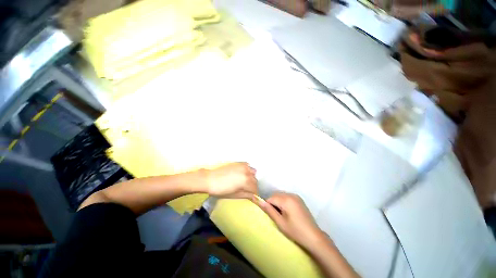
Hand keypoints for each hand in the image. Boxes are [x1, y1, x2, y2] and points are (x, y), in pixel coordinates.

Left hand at [204, 162, 257, 198]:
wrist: (210, 179)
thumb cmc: (221, 190)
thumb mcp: (235, 195)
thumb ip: (247, 195)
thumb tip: (255, 197)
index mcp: (246, 181)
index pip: (255, 188)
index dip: (253, 193)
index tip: (251, 195)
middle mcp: (247, 172)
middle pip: (255, 180)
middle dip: (252, 186)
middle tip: (246, 189)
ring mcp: (243, 166)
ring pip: (253, 172)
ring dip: (251, 177)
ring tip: (244, 181)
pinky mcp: (239, 163)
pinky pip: (248, 166)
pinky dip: (247, 170)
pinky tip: (241, 174)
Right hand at [254, 192, 325, 249]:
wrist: (314, 237)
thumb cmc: (296, 231)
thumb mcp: (280, 222)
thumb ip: (269, 210)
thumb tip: (258, 200)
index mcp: (286, 199)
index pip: (271, 198)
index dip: (268, 206)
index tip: (270, 215)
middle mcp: (291, 194)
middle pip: (276, 195)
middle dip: (273, 203)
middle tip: (276, 216)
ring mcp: (296, 196)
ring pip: (281, 195)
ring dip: (278, 202)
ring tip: (281, 215)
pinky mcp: (299, 199)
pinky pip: (287, 197)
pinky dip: (284, 202)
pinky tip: (287, 212)